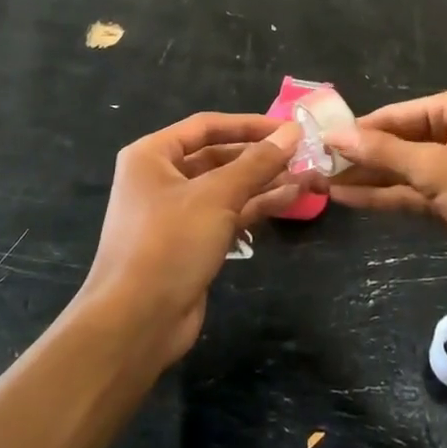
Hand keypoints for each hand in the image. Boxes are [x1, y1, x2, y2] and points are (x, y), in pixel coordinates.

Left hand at [81, 112, 301, 366]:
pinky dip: (257, 205)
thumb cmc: (169, 244)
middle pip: (219, 156)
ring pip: (228, 187)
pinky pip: (228, 213)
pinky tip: (292, 198)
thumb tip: (293, 132)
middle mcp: (162, 178)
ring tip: (310, 175)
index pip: (207, 126)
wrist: (136, 323)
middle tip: (305, 153)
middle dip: (261, 156)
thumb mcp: (216, 196)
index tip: (289, 127)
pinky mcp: (193, 242)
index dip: (249, 124)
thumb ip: (257, 163)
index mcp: (153, 155)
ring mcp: (177, 212)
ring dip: (266, 181)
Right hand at [326, 88, 446, 293]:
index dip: (356, 130)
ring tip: (321, 185)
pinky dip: (387, 199)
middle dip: (359, 157)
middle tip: (314, 167)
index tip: (316, 143)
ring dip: (368, 180)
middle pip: (398, 142)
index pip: (395, 115)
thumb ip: (384, 154)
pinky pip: (416, 195)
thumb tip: (335, 135)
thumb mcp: (438, 170)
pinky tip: (350, 201)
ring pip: (404, 171)